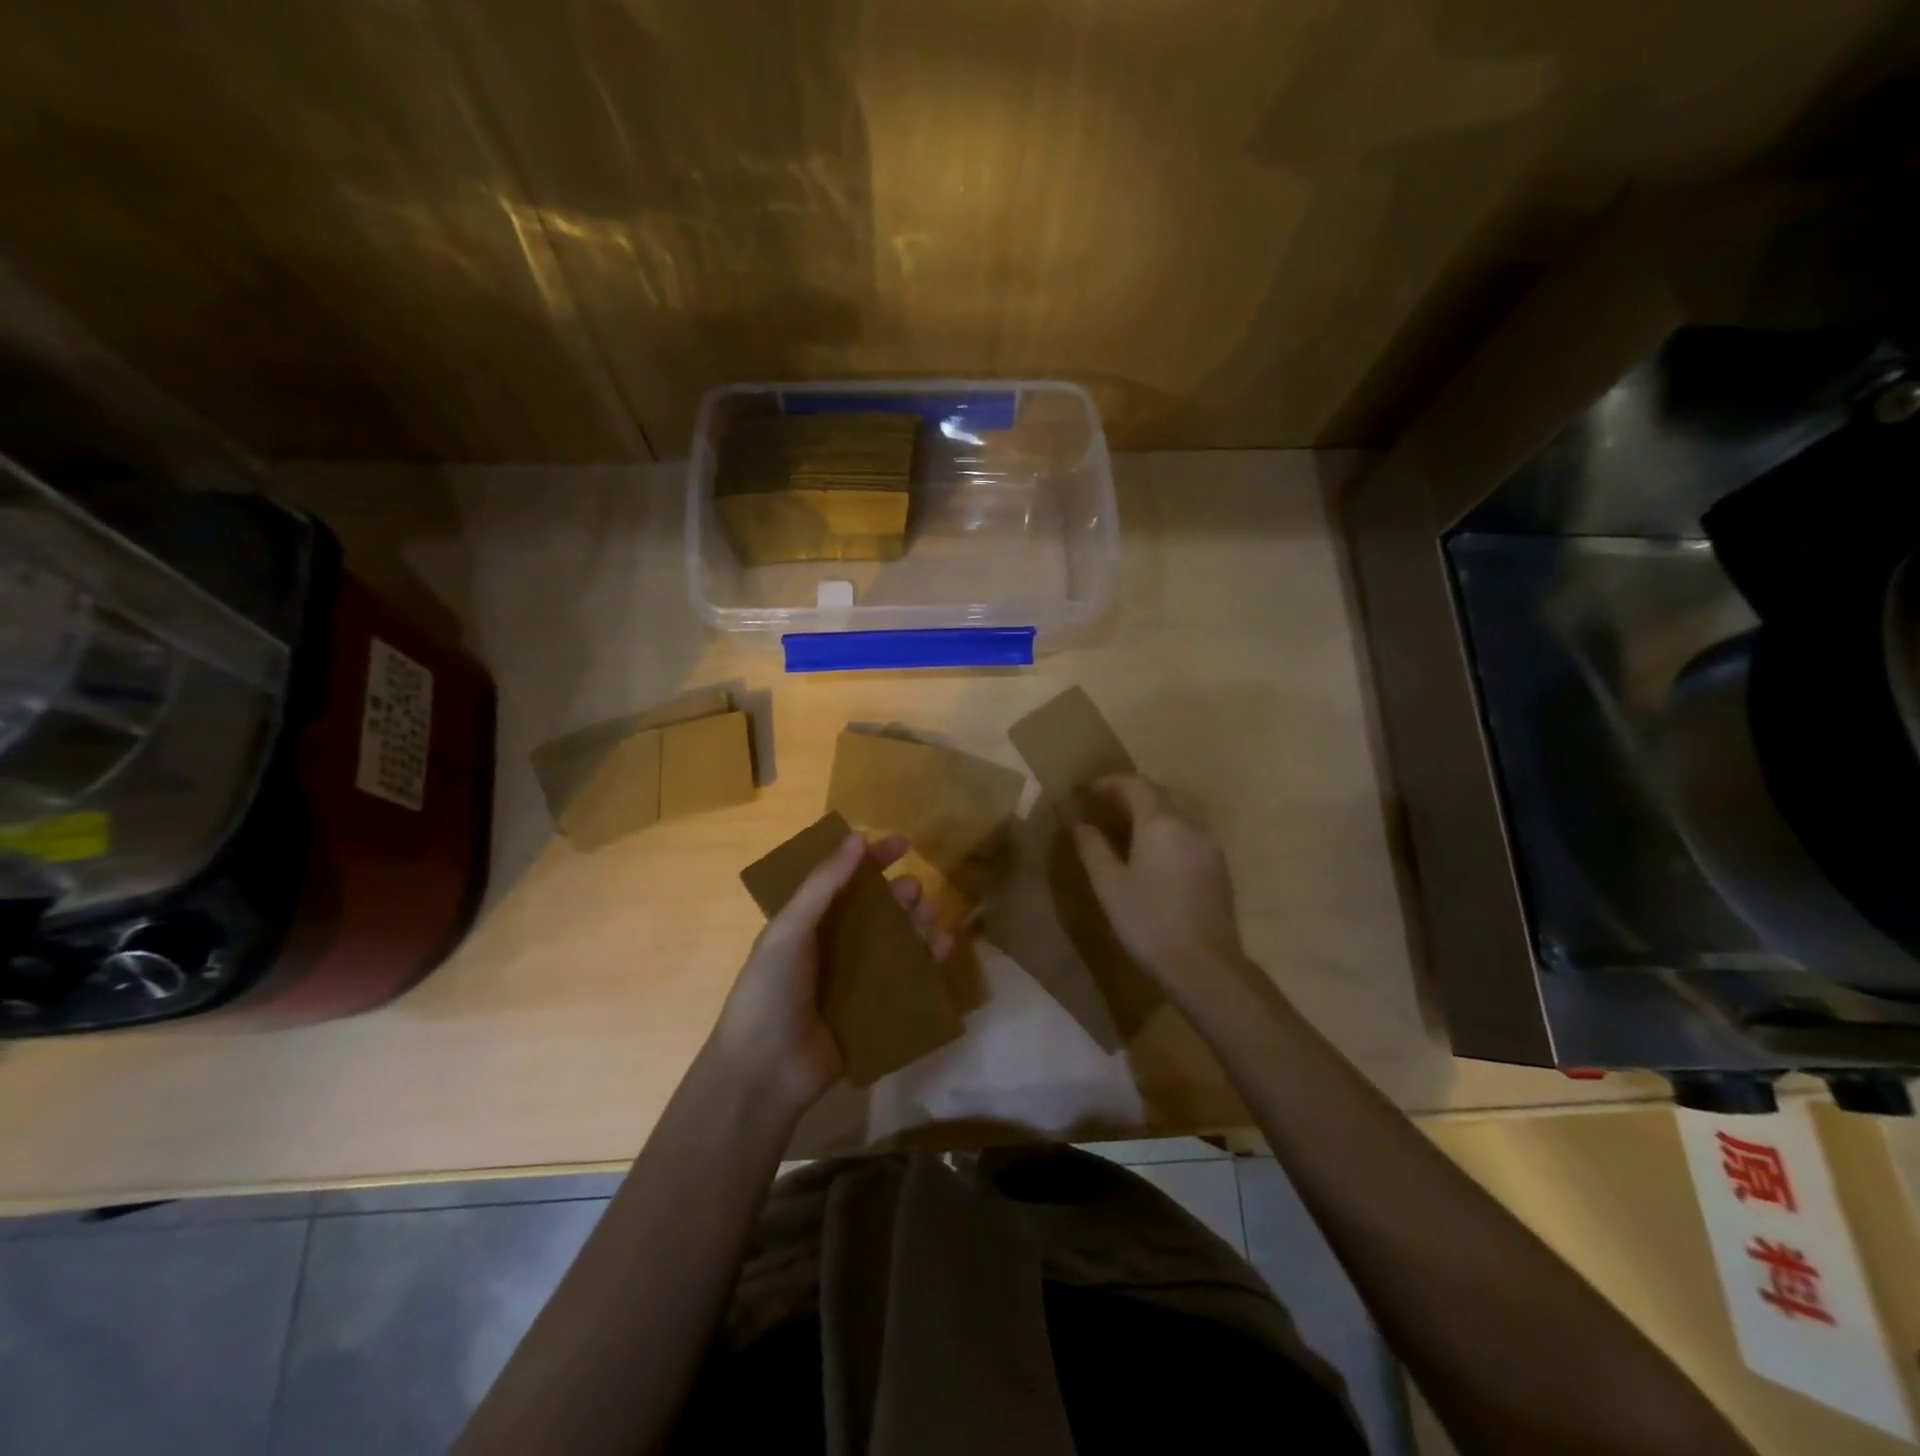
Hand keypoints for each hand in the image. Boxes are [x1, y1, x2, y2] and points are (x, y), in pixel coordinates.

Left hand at [710, 830, 948, 1114]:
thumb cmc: (769, 991)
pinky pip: (909, 980)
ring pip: (898, 943)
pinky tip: (943, 947)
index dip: (872, 860)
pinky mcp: (876, 1012)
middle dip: (899, 895)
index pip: (845, 882)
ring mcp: (858, 981)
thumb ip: (823, 884)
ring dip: (917, 924)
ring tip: (932, 914)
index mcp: (809, 924)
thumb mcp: (789, 930)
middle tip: (915, 890)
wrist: (764, 1073)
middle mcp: (836, 947)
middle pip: (877, 912)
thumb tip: (857, 836)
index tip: (903, 842)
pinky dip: (929, 961)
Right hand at [1072, 775, 1250, 994]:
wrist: (1205, 966)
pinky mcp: (1218, 865)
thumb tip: (1080, 824)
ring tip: (1125, 829)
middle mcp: (1189, 823)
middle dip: (1129, 794)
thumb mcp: (1109, 886)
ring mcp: (1209, 844)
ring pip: (1176, 812)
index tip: (1086, 791)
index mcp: (1160, 822)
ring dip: (1149, 812)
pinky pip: (1189, 832)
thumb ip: (1092, 848)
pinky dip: (1167, 830)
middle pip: (1158, 794)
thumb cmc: (1149, 922)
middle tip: (1102, 807)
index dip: (1109, 782)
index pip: (1134, 784)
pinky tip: (1153, 853)